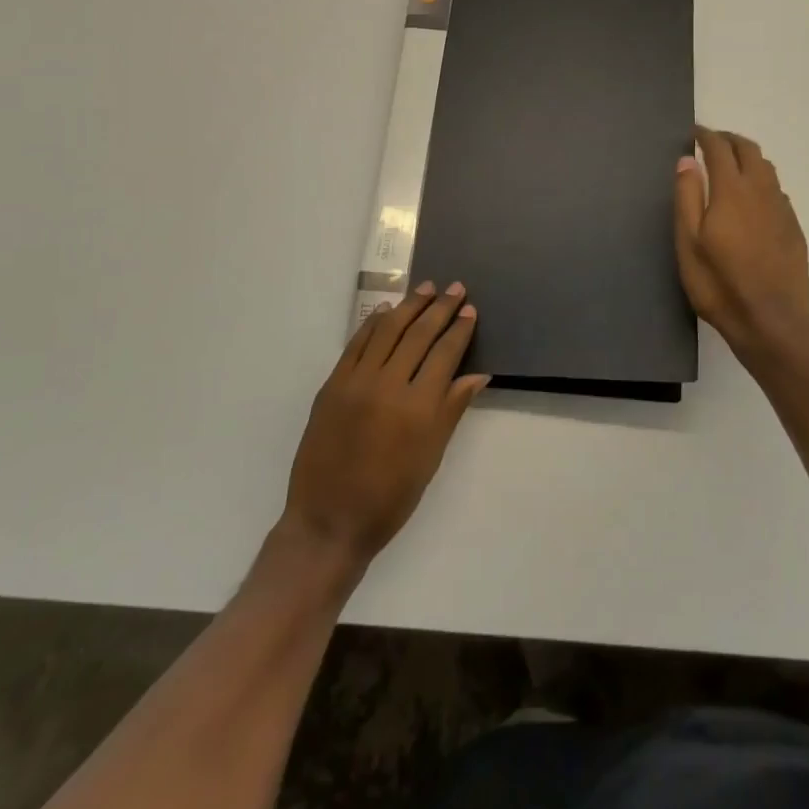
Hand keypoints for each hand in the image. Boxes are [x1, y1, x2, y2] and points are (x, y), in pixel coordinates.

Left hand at [281, 283, 488, 571]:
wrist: (329, 521)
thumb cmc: (390, 498)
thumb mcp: (430, 457)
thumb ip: (452, 409)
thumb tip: (478, 375)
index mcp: (418, 408)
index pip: (444, 354)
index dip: (459, 329)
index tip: (470, 309)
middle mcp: (388, 386)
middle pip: (419, 334)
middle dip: (440, 308)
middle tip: (455, 288)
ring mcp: (356, 382)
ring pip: (387, 331)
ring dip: (409, 306)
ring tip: (425, 288)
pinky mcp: (332, 385)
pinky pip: (356, 344)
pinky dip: (373, 324)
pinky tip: (387, 311)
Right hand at [675, 126, 808, 365]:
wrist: (770, 320)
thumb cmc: (719, 284)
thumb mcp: (688, 242)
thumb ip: (688, 197)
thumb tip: (687, 160)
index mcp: (732, 191)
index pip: (720, 149)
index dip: (706, 136)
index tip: (694, 132)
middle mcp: (761, 191)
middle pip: (749, 150)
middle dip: (730, 139)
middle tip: (712, 141)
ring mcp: (781, 209)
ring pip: (767, 168)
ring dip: (748, 157)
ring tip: (732, 163)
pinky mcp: (793, 227)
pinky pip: (777, 190)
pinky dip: (762, 180)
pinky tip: (753, 197)